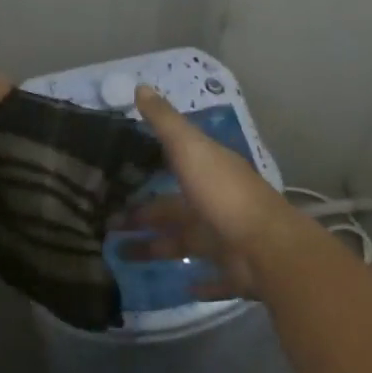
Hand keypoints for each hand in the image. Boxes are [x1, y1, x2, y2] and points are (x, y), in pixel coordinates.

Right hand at [126, 85, 300, 297]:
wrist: (266, 247)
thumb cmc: (223, 194)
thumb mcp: (189, 149)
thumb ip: (165, 122)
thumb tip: (141, 85)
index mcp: (208, 171)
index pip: (175, 164)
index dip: (147, 167)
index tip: (116, 174)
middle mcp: (216, 203)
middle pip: (172, 209)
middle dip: (142, 215)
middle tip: (106, 224)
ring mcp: (225, 239)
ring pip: (183, 243)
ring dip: (155, 247)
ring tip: (119, 255)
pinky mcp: (233, 272)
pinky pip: (212, 277)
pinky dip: (198, 283)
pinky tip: (179, 287)